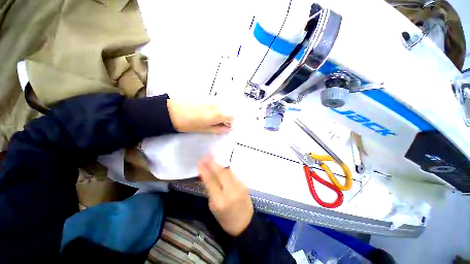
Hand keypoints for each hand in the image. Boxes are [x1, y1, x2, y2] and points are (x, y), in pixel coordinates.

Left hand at [167, 99, 232, 133]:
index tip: (225, 126)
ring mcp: (211, 98)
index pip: (232, 116)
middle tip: (218, 121)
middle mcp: (217, 104)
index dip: (230, 122)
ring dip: (221, 110)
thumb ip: (219, 129)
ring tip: (211, 116)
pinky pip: (215, 101)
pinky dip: (215, 106)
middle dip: (227, 116)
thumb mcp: (204, 129)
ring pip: (223, 104)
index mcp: (218, 114)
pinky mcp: (205, 95)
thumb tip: (228, 129)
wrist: (171, 111)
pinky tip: (206, 109)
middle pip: (229, 109)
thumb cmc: (188, 123)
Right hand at [198, 155, 253, 235]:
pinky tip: (221, 165)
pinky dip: (226, 169)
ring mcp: (239, 187)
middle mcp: (230, 192)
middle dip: (213, 163)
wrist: (245, 223)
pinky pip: (233, 174)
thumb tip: (207, 176)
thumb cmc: (225, 219)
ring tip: (212, 157)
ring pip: (228, 172)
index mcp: (220, 201)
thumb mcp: (213, 207)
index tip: (200, 162)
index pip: (211, 182)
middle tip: (207, 154)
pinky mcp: (244, 185)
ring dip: (219, 164)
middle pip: (221, 174)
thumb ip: (211, 190)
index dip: (205, 171)